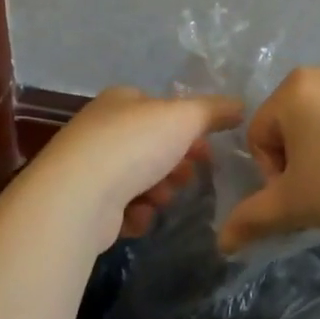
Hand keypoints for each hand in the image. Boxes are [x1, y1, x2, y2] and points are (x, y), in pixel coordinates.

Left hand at [29, 86, 243, 251]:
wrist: (79, 196)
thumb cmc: (134, 145)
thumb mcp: (184, 117)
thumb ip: (214, 111)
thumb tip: (240, 105)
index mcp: (121, 101)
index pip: (159, 109)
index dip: (187, 129)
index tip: (207, 149)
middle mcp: (101, 130)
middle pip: (152, 147)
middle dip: (175, 166)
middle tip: (185, 177)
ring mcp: (90, 168)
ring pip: (140, 180)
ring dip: (158, 192)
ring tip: (159, 199)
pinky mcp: (85, 204)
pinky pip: (122, 209)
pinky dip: (136, 215)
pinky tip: (137, 217)